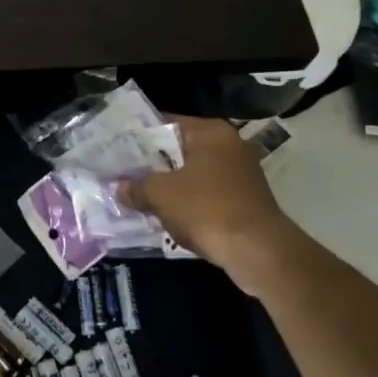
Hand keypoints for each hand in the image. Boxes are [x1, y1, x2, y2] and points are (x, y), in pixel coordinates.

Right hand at [116, 115, 307, 294]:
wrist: (259, 253)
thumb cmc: (208, 209)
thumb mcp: (161, 195)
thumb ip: (136, 187)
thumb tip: (118, 188)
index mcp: (212, 132)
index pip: (167, 123)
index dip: (139, 136)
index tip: (117, 147)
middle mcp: (230, 146)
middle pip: (180, 150)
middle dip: (153, 164)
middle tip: (123, 172)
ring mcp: (241, 174)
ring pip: (193, 175)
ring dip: (170, 186)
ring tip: (139, 195)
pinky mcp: (245, 201)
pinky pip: (207, 195)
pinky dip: (189, 203)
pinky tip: (167, 216)